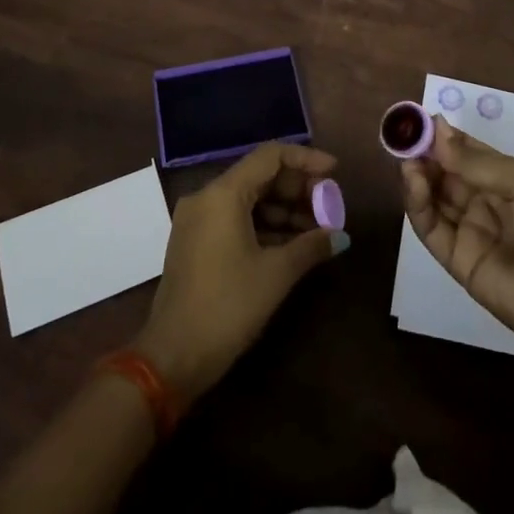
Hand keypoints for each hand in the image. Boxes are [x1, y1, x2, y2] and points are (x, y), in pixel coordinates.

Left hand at [135, 143, 343, 405]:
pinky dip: (264, 225)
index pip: (271, 156)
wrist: (173, 358)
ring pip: (249, 199)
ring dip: (284, 210)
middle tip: (329, 206)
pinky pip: (235, 218)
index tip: (334, 172)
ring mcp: (198, 219)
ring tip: (317, 230)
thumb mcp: (276, 274)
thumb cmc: (228, 307)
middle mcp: (207, 196)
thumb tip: (340, 236)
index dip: (306, 159)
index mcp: (223, 193)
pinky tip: (292, 244)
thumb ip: (311, 247)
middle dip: (297, 189)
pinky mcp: (195, 241)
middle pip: (260, 176)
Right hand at [403, 118, 513, 366]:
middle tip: (404, 137)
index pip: (464, 150)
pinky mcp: (457, 261)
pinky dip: (417, 204)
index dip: (442, 135)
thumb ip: (478, 163)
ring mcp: (468, 231)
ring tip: (407, 159)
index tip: (418, 119)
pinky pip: (430, 228)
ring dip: (417, 175)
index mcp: (504, 178)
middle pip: (443, 172)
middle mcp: (482, 201)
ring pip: (432, 197)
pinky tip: (413, 181)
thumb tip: (436, 132)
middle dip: (423, 153)